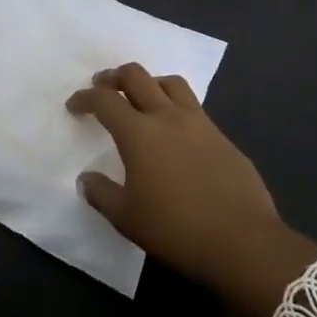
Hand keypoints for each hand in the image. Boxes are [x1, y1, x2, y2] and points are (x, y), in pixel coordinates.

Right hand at [68, 64, 316, 316]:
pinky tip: (174, 129)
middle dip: (114, 77)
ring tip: (140, 98)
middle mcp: (167, 116)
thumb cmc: (176, 229)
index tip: (74, 106)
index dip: (85, 98)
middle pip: (136, 76)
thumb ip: (101, 193)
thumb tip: (86, 178)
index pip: (104, 100)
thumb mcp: (127, 218)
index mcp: (138, 132)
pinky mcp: (222, 135)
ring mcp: (199, 122)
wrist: (242, 241)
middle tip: (103, 88)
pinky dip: (174, 105)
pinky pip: (193, 105)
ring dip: (149, 82)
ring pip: (170, 82)